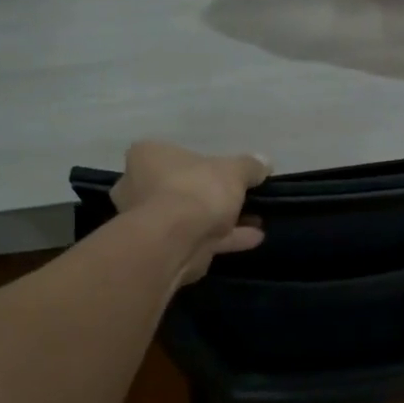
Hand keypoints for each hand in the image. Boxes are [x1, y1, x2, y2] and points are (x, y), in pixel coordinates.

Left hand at [113, 141, 270, 284]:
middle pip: (184, 187)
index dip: (205, 164)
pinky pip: (198, 238)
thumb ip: (249, 166)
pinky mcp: (162, 248)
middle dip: (215, 196)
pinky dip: (225, 238)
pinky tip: (254, 238)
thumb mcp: (233, 171)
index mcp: (148, 156)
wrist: (174, 240)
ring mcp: (149, 220)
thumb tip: (264, 162)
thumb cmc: (196, 190)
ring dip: (224, 220)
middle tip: (244, 199)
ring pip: (192, 216)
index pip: (175, 154)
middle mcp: (139, 185)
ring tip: (256, 222)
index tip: (230, 174)